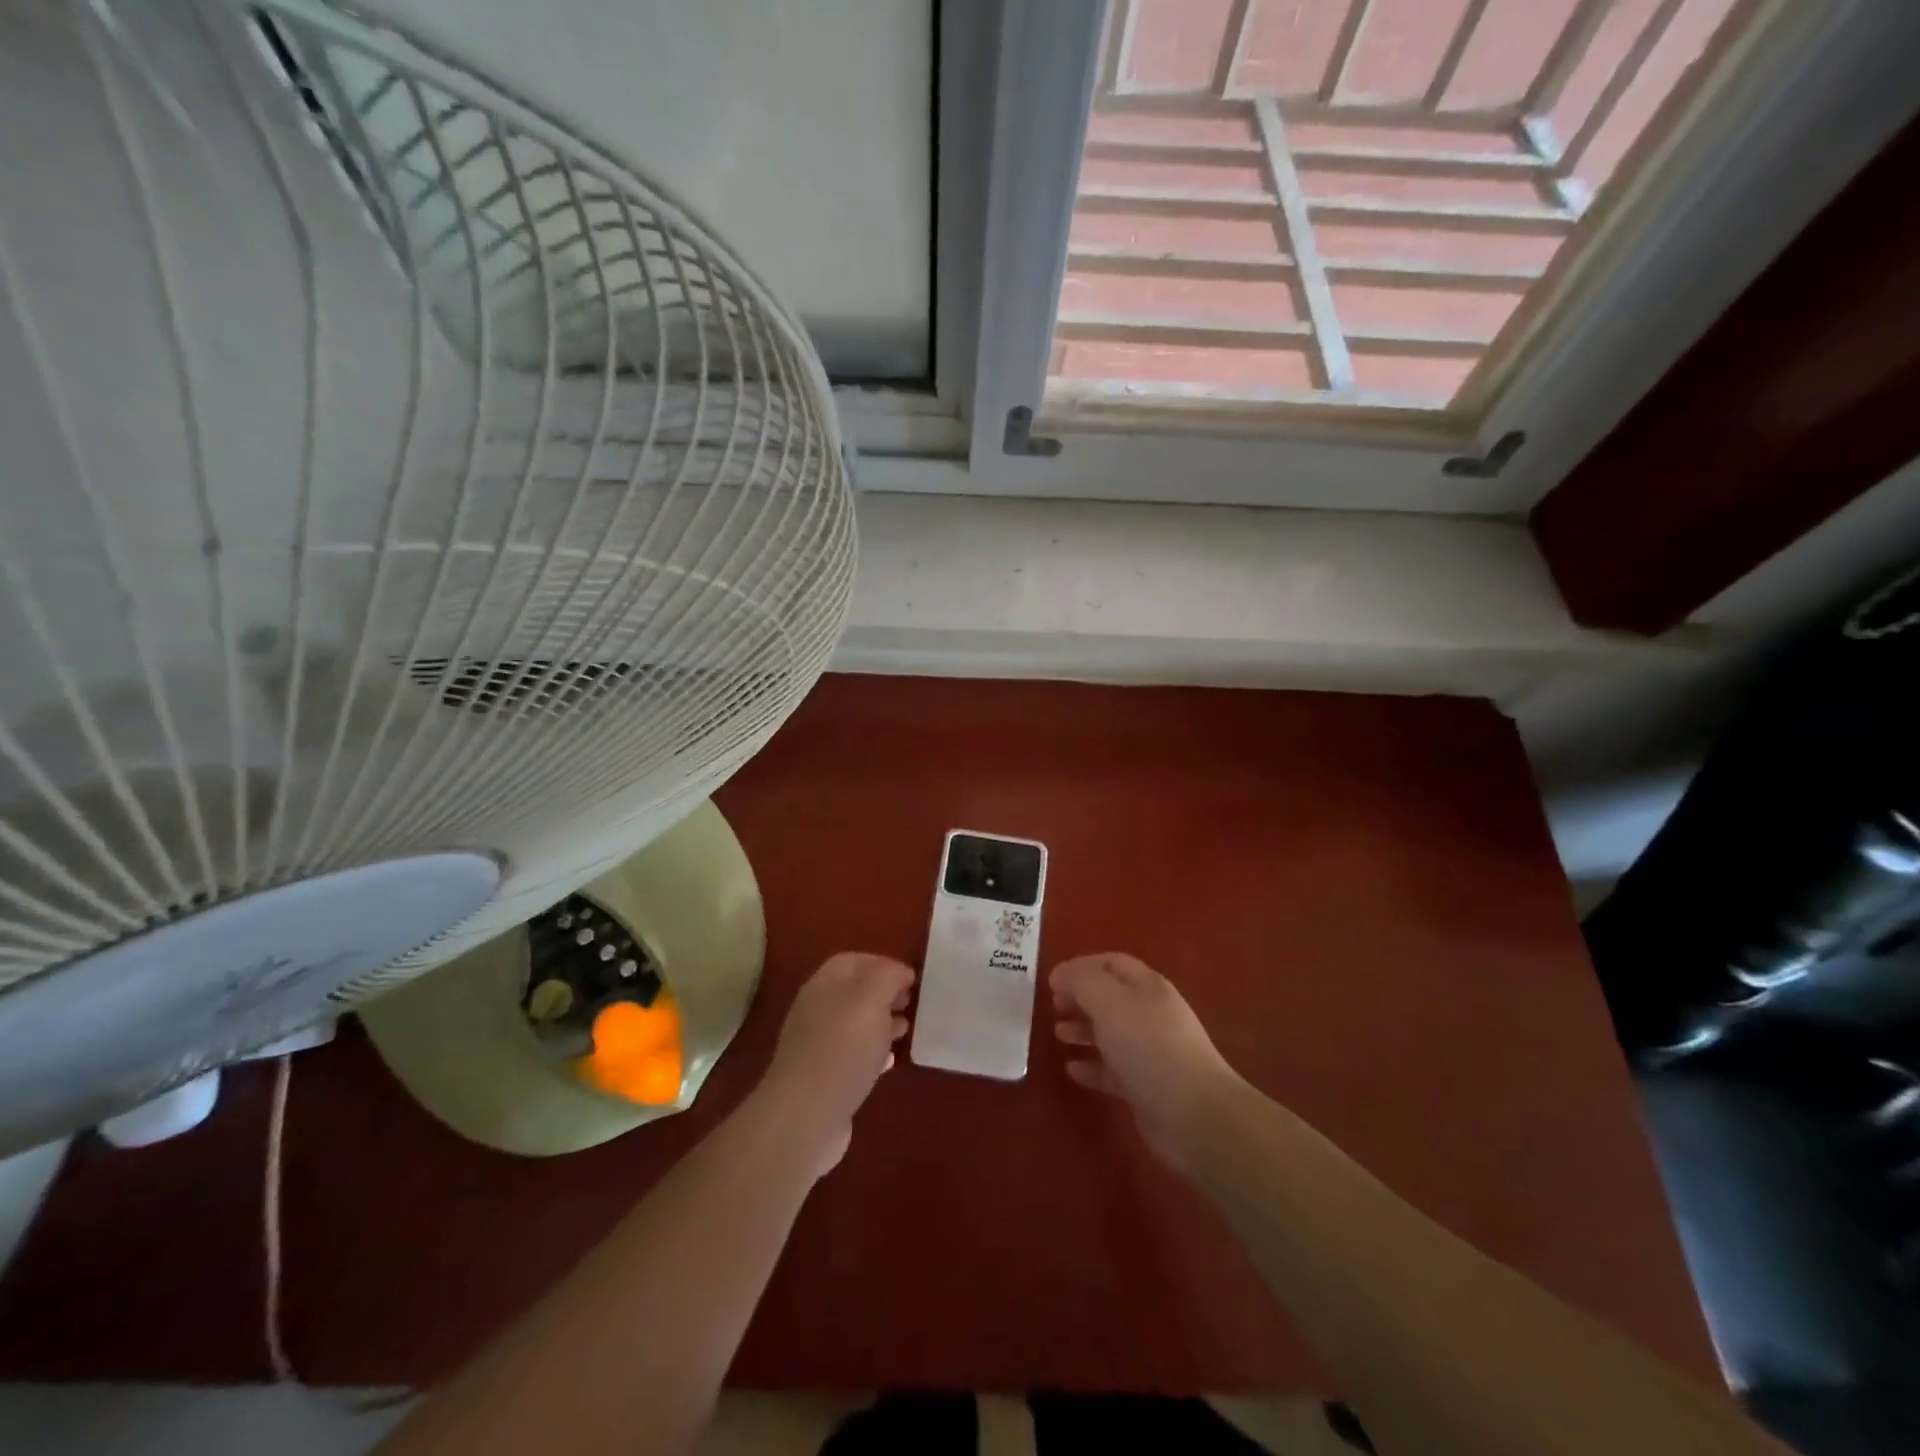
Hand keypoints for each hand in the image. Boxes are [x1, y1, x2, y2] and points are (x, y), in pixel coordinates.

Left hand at [758, 952, 913, 1176]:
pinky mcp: (824, 1078)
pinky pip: (853, 1056)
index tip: (910, 978)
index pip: (853, 961)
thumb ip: (888, 977)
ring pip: (855, 1024)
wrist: (806, 1116)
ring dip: (882, 1023)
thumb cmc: (842, 1048)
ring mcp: (817, 1046)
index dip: (882, 963)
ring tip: (905, 1030)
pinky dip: (874, 1053)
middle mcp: (816, 1010)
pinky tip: (889, 1063)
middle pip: (854, 992)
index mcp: (824, 985)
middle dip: (884, 994)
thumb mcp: (871, 999)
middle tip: (911, 1003)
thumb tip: (901, 973)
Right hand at [1051, 953, 1242, 1168]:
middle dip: (1080, 998)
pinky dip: (1091, 1066)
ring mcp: (1150, 1051)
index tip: (1051, 981)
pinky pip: (1112, 1069)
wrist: (1194, 1115)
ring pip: (1110, 1032)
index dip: (1080, 966)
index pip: (1111, 963)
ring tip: (1058, 1035)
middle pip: (1110, 997)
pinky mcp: (1145, 1087)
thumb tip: (1060, 976)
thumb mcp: (1109, 1002)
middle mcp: (1150, 1014)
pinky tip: (1072, 1070)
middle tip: (1053, 1007)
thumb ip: (1081, 982)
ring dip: (1082, 1029)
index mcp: (1147, 986)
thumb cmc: (1148, 1047)